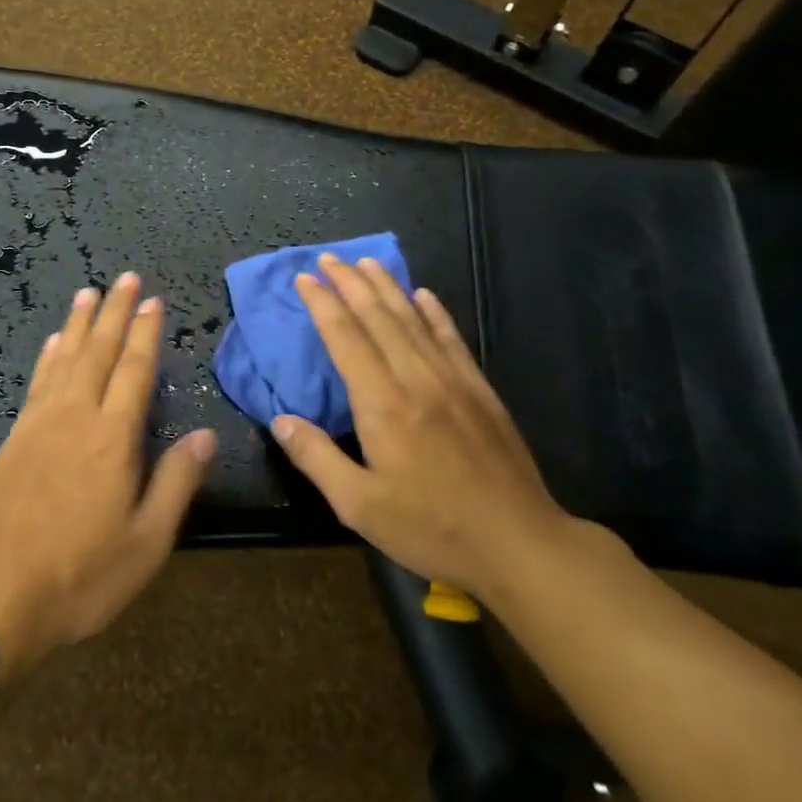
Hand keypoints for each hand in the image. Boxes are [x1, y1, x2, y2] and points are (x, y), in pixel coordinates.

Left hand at [0, 273, 217, 679]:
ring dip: (80, 323)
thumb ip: (176, 483)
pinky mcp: (15, 437)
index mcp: (113, 439)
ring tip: (89, 292)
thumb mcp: (147, 542)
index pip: (135, 370)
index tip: (154, 301)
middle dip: (115, 312)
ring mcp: (39, 424)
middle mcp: (76, 417)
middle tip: (125, 278)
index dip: (146, 333)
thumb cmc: (84, 576)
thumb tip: (205, 434)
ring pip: (65, 359)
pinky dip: (48, 355)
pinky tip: (54, 341)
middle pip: (99, 352)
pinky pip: (36, 381)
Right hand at [270, 254, 571, 601]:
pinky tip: (424, 295)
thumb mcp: (359, 506)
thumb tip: (280, 420)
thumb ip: (316, 458)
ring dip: (387, 287)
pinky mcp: (480, 391)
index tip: (305, 278)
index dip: (323, 305)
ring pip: (413, 319)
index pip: (346, 338)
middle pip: (378, 317)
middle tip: (329, 258)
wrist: (520, 544)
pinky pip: (451, 339)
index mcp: (383, 404)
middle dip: (350, 283)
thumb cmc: (432, 528)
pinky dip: (434, 312)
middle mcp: (417, 379)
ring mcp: (453, 381)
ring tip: (366, 262)